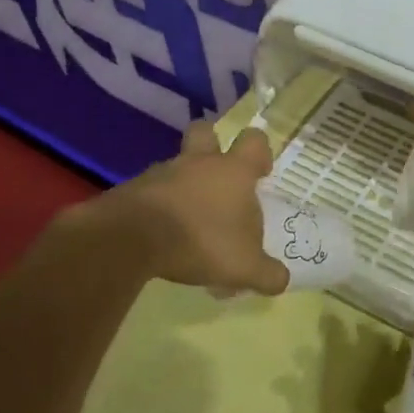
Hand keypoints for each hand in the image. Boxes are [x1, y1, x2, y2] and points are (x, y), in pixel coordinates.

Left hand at [93, 123, 290, 294]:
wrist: (131, 238)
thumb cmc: (201, 241)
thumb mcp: (245, 267)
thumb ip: (267, 273)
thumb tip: (281, 280)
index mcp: (233, 172)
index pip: (254, 142)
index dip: (260, 152)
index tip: (260, 171)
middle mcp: (199, 163)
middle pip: (205, 132)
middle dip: (212, 145)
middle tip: (218, 176)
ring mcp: (162, 172)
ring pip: (176, 165)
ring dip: (183, 184)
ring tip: (188, 221)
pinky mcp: (133, 189)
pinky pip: (152, 190)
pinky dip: (159, 206)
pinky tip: (161, 235)